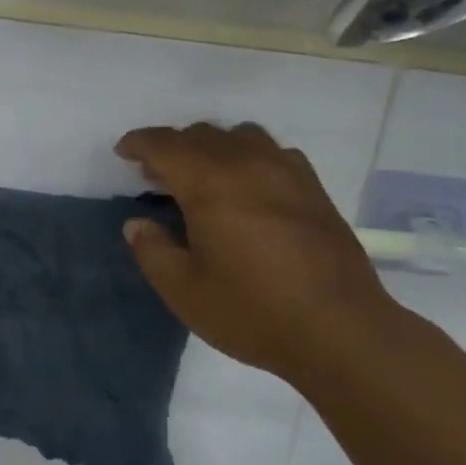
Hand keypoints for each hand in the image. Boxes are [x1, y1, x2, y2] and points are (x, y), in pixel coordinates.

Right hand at [116, 121, 410, 381]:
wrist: (341, 330)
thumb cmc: (253, 311)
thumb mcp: (184, 291)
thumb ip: (152, 250)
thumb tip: (137, 224)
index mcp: (209, 184)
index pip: (165, 144)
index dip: (139, 143)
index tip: (124, 153)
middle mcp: (247, 164)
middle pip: (201, 134)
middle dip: (173, 147)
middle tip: (158, 177)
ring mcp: (286, 171)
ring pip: (239, 135)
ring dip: (212, 147)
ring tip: (204, 177)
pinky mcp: (313, 188)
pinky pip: (273, 151)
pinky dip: (249, 157)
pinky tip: (250, 187)